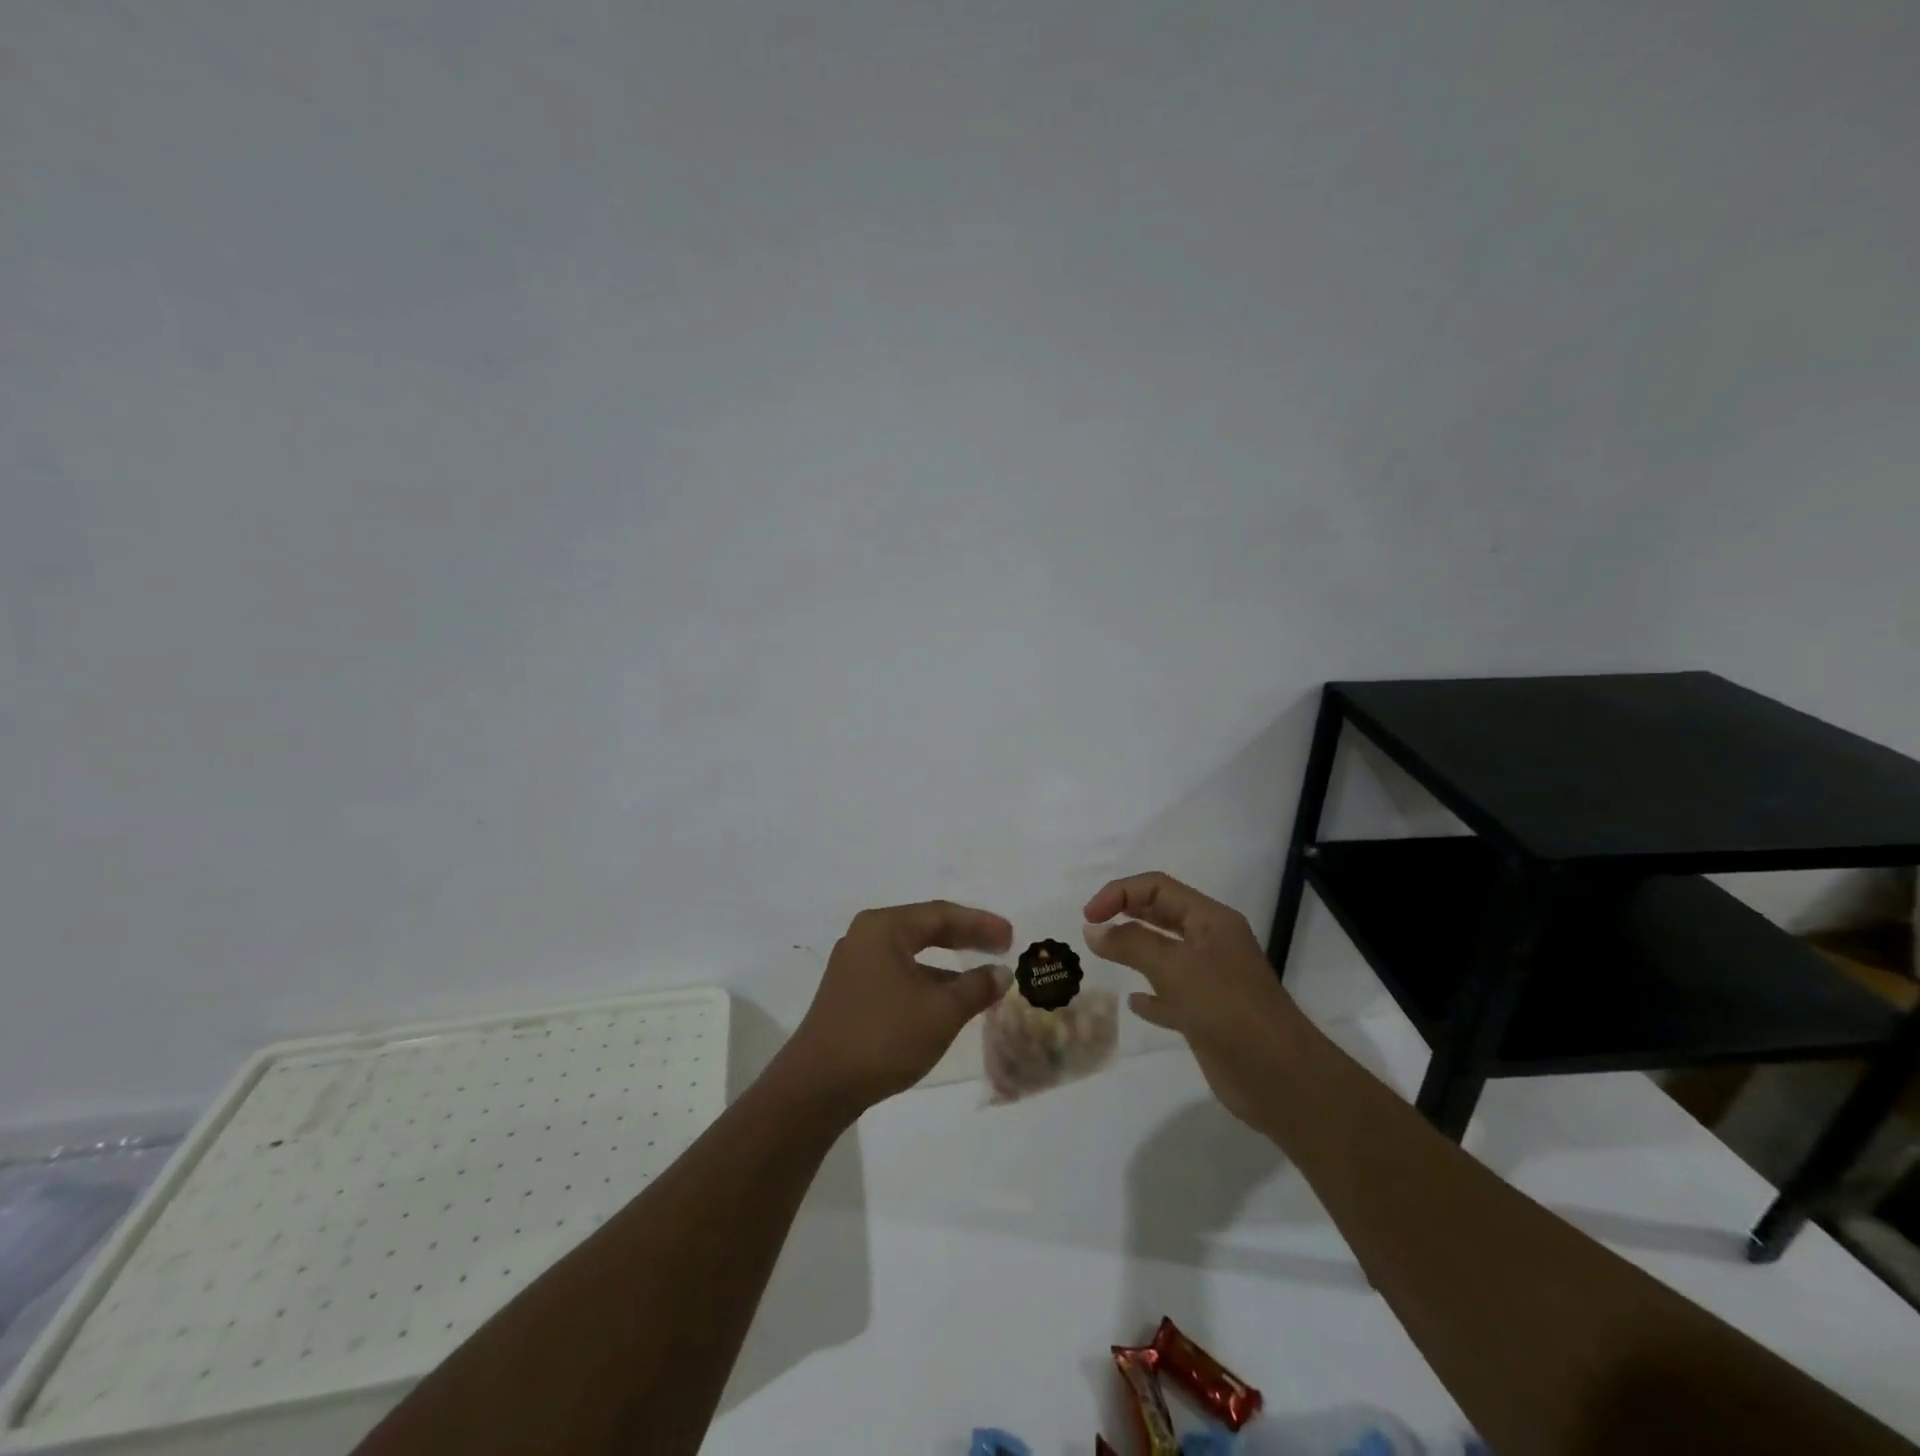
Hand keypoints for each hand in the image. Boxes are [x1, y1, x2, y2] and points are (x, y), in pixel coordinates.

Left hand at [781, 900, 1013, 1114]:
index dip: (981, 924)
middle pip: (925, 929)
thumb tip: (1001, 973)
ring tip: (981, 981)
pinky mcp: (850, 994)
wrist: (818, 1087)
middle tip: (1001, 947)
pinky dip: (927, 984)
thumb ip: (976, 987)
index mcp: (884, 928)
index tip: (1012, 937)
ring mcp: (854, 966)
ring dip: (947, 967)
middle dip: (965, 939)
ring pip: (912, 956)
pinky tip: (947, 1004)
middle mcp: (865, 938)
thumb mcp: (941, 1011)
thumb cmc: (883, 1036)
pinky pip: (898, 976)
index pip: (941, 914)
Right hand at [1083, 872, 1301, 1128]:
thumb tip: (1093, 929)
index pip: (1158, 887)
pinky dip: (1151, 995)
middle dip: (1126, 914)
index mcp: (1211, 920)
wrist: (1279, 1077)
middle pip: (1161, 914)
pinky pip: (1171, 995)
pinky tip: (1134, 1003)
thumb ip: (1131, 944)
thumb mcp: (1175, 967)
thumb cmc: (1227, 1008)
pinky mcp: (1207, 1015)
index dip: (1120, 893)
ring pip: (1164, 954)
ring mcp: (1211, 980)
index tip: (1089, 916)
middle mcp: (1211, 943)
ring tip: (1104, 956)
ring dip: (1135, 952)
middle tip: (1092, 928)